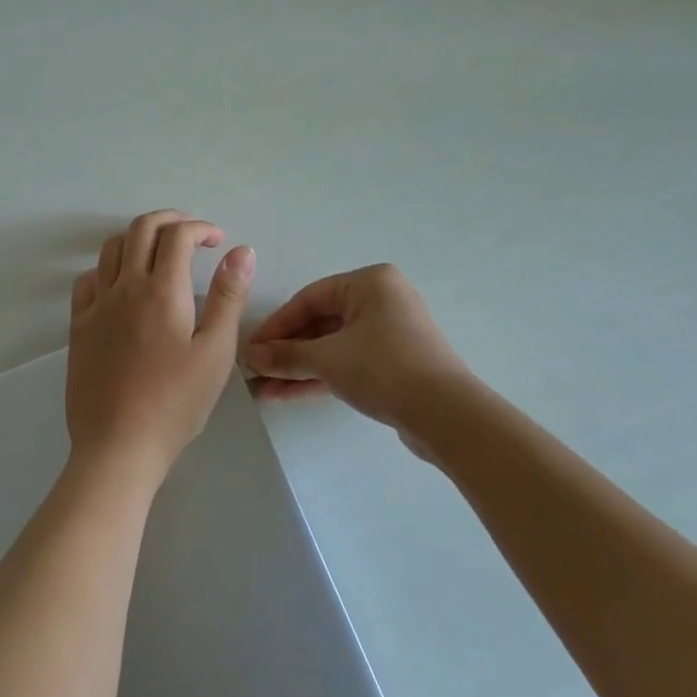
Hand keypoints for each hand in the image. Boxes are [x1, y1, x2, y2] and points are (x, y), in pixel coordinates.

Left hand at [66, 210, 254, 481]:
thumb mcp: (215, 351)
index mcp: (161, 291)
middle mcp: (124, 287)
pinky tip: (121, 285)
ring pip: (111, 249)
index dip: (200, 228)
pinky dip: (107, 268)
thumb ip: (228, 297)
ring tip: (159, 253)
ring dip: (137, 238)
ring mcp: (96, 306)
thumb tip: (241, 251)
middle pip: (141, 229)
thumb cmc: (176, 403)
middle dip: (169, 220)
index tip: (218, 242)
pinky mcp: (79, 328)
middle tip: (192, 234)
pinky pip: (87, 281)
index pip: (177, 236)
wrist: (118, 445)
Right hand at [242, 265, 470, 430]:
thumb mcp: (327, 359)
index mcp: (369, 282)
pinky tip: (288, 394)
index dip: (276, 325)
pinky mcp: (395, 363)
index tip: (250, 349)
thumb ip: (286, 356)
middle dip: (287, 351)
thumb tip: (250, 357)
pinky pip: (349, 363)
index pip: (309, 298)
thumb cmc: (383, 368)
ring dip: (300, 368)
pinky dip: (322, 376)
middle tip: (256, 372)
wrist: (446, 414)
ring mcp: (391, 333)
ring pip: (334, 347)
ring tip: (265, 390)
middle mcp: (382, 300)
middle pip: (321, 323)